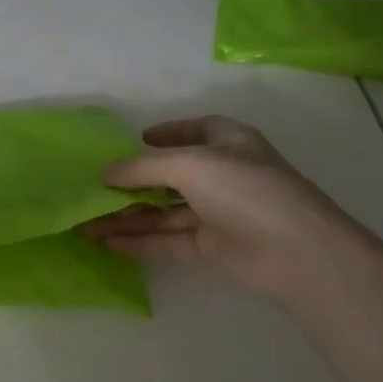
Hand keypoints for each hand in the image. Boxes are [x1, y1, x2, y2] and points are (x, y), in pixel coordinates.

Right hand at [83, 116, 354, 297]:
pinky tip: (107, 243)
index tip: (136, 139)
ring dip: (127, 217)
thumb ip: (143, 167)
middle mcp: (223, 175)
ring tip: (86, 224)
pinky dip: (139, 240)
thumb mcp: (189, 165)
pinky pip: (168, 240)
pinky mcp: (212, 247)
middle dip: (132, 184)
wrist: (296, 252)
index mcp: (229, 143)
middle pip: (170, 176)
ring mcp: (218, 213)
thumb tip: (104, 173)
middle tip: (93, 191)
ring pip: (164, 212)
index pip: (197, 130)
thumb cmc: (246, 190)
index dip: (168, 132)